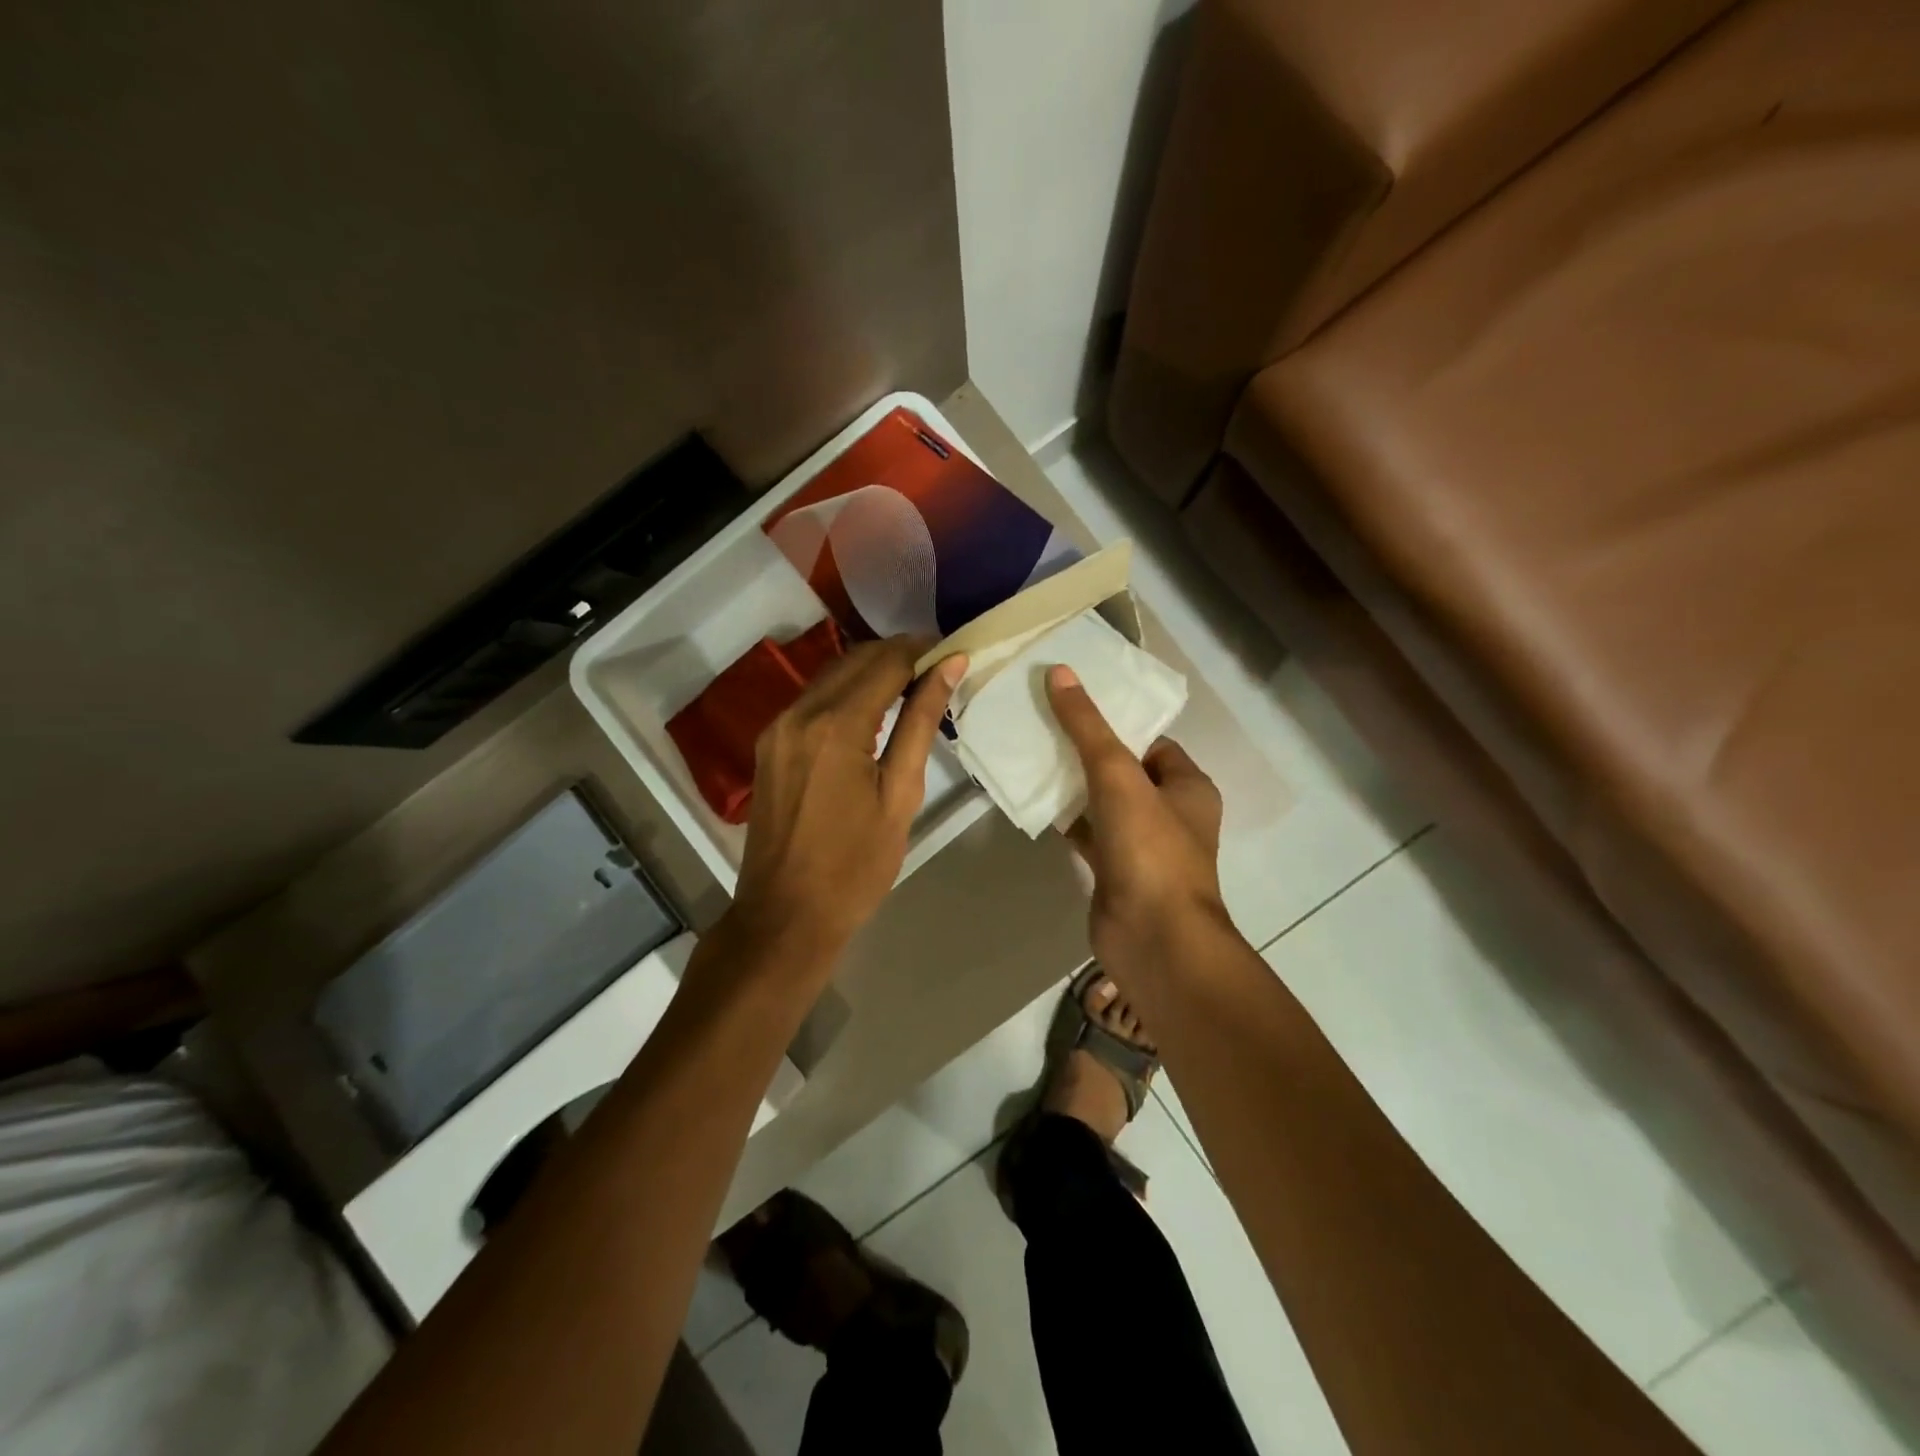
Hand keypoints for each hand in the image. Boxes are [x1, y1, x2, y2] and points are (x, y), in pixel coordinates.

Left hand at [729, 636, 966, 959]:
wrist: (785, 915)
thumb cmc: (856, 866)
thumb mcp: (900, 795)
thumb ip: (920, 724)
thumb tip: (948, 666)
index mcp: (836, 726)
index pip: (886, 662)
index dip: (923, 650)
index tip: (954, 652)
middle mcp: (799, 713)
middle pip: (856, 659)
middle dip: (899, 655)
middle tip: (939, 669)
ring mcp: (778, 727)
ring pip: (832, 675)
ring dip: (873, 671)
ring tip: (914, 688)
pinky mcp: (770, 744)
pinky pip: (814, 700)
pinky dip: (847, 693)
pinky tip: (874, 712)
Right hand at [1046, 664, 1226, 965]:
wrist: (1154, 940)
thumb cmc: (1149, 849)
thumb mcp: (1119, 776)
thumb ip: (1087, 726)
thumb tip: (1059, 672)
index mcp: (1187, 786)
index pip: (1151, 742)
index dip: (1116, 723)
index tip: (1073, 706)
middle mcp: (1169, 813)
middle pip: (1123, 770)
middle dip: (1086, 751)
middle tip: (1042, 725)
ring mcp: (1141, 845)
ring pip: (1102, 803)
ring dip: (1072, 785)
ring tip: (1030, 754)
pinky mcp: (1115, 871)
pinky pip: (1087, 834)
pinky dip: (1065, 820)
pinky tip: (1034, 802)